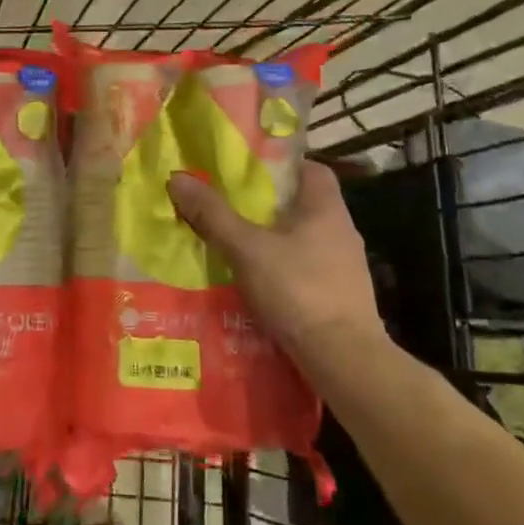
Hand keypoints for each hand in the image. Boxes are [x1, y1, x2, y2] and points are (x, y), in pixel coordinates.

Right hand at [168, 161, 383, 373]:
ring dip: (275, 240)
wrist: (344, 359)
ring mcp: (345, 266)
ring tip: (238, 246)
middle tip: (232, 207)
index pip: (310, 168)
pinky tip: (259, 284)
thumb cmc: (298, 290)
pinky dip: (284, 271)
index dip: (281, 165)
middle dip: (269, 205)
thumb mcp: (246, 249)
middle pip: (303, 204)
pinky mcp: (341, 296)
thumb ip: (213, 214)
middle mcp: (341, 230)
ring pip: (304, 239)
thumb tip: (178, 178)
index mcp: (325, 207)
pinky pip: (307, 270)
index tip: (249, 172)